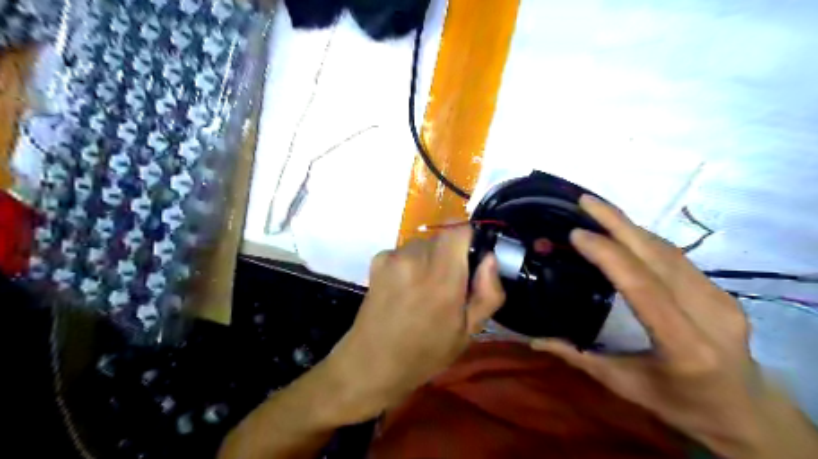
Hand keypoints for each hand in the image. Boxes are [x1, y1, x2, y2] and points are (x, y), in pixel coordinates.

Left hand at [320, 227, 502, 424]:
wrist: (372, 363)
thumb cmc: (426, 352)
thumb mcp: (469, 331)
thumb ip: (488, 292)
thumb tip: (489, 259)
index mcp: (442, 276)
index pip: (460, 229)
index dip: (469, 240)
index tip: (470, 262)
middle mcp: (416, 257)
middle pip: (442, 237)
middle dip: (450, 255)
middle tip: (447, 284)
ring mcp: (393, 256)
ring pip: (423, 244)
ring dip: (429, 259)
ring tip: (422, 289)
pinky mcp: (377, 260)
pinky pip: (404, 251)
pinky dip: (409, 263)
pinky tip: (403, 289)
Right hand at [531, 196, 817, 458]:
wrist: (746, 412)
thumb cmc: (682, 405)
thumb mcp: (625, 386)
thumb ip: (577, 357)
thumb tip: (532, 339)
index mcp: (684, 345)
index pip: (642, 286)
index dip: (608, 254)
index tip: (576, 234)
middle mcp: (709, 314)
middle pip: (659, 256)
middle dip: (618, 222)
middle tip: (584, 201)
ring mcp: (720, 299)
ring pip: (669, 251)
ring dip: (631, 226)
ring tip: (598, 209)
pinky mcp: (721, 291)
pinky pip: (677, 257)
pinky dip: (645, 239)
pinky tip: (623, 232)